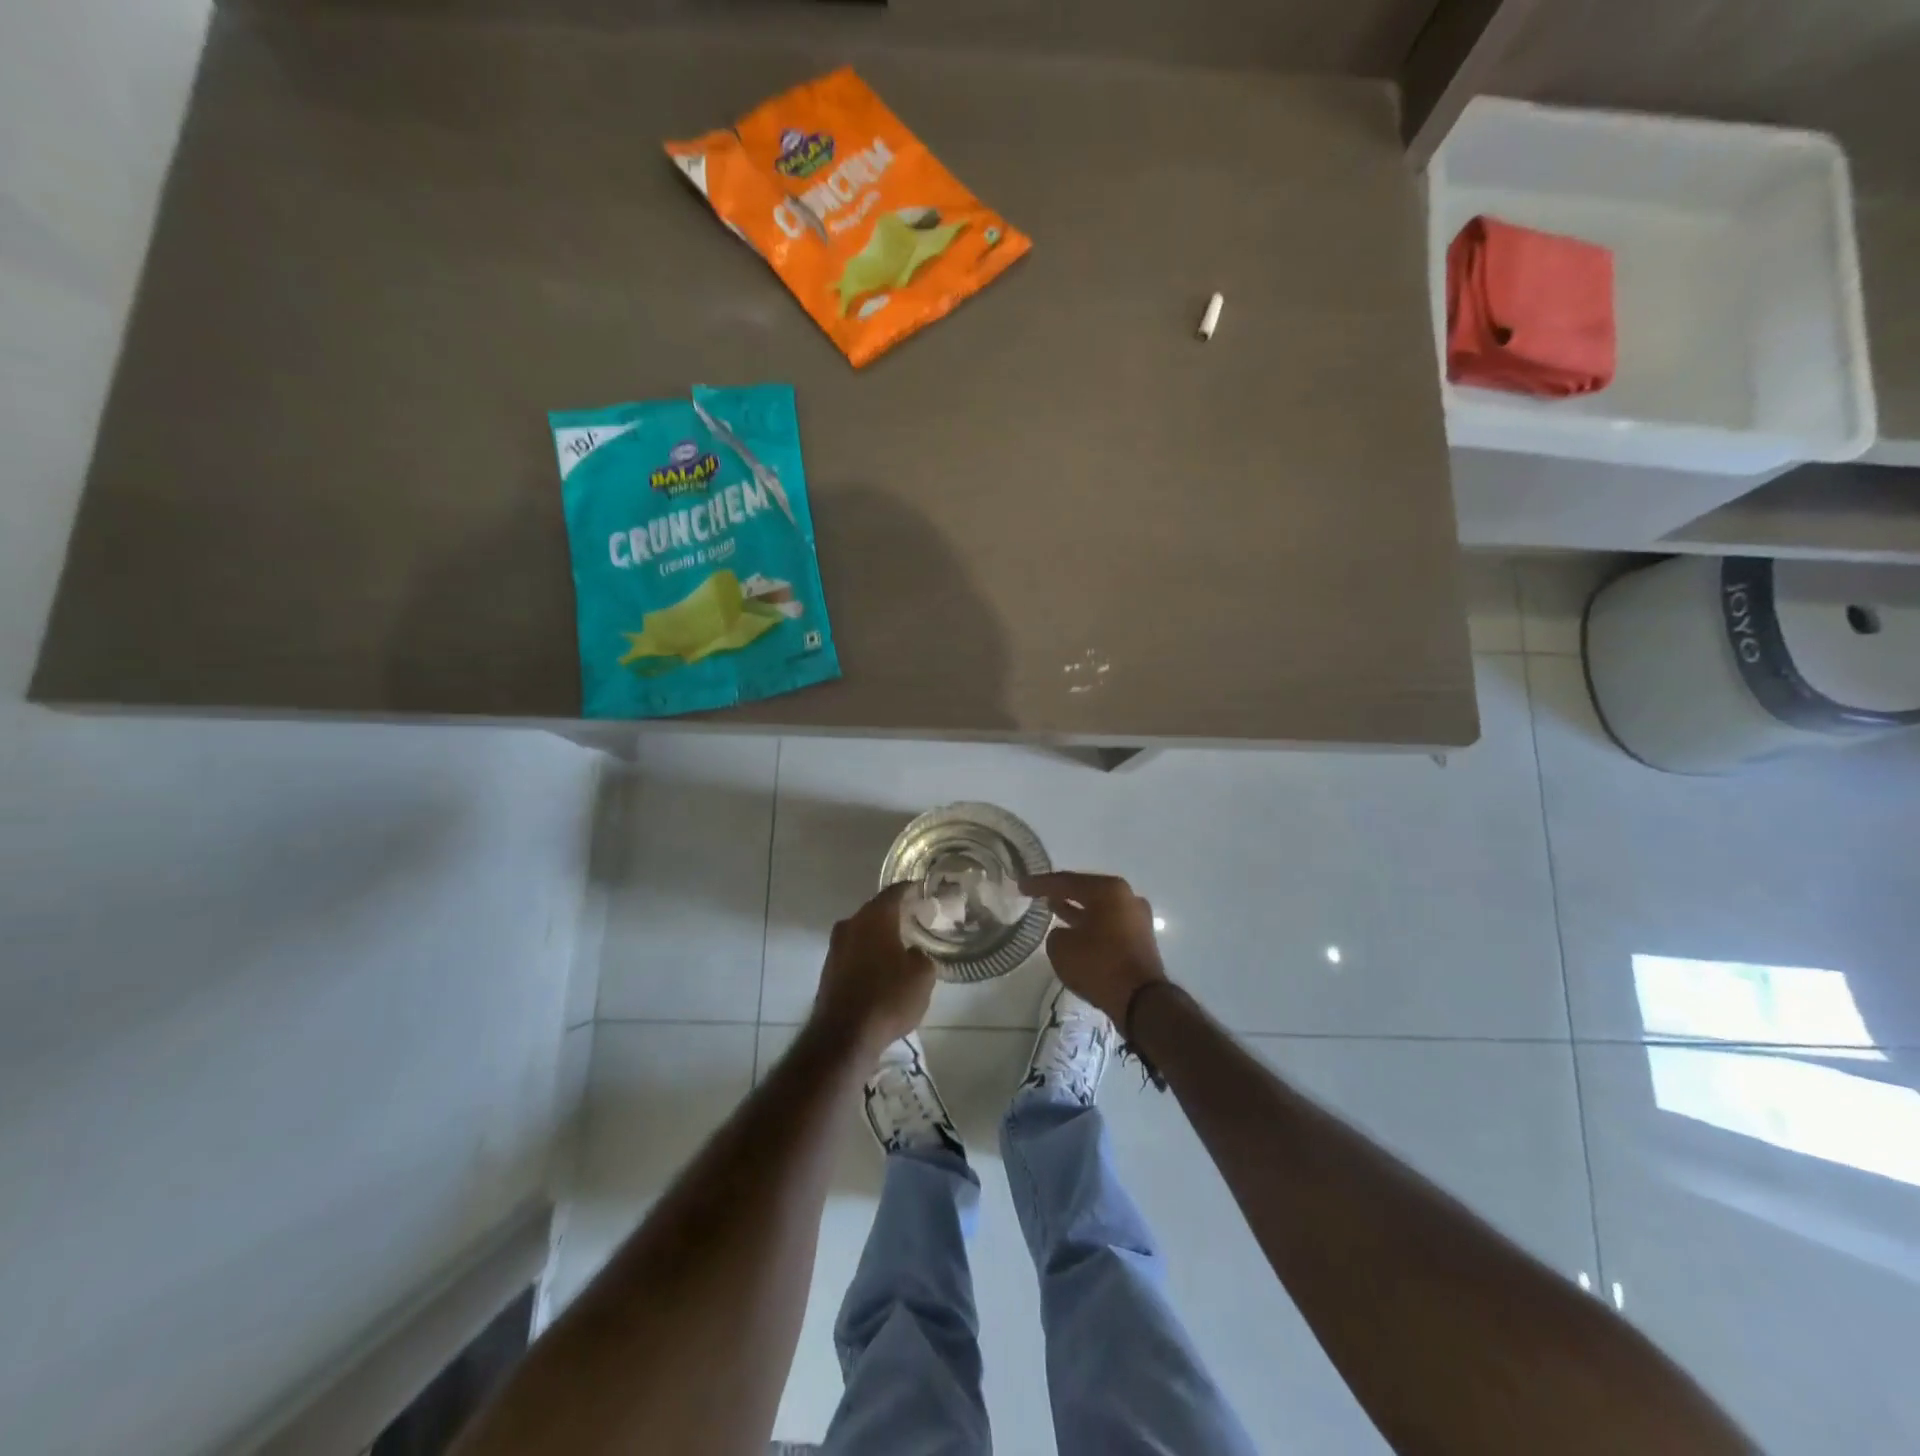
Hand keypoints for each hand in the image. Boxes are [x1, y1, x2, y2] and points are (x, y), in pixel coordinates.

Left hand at [812, 882, 936, 1059]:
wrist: (844, 1036)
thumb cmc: (888, 998)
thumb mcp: (922, 976)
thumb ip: (921, 957)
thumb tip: (911, 954)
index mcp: (875, 918)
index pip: (894, 892)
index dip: (909, 889)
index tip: (920, 889)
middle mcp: (851, 925)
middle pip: (875, 911)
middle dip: (893, 913)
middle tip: (912, 918)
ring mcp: (835, 948)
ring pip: (862, 933)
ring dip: (878, 936)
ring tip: (899, 945)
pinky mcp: (828, 970)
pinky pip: (854, 953)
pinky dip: (867, 955)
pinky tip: (880, 969)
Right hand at [1020, 871, 1168, 1023]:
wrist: (1142, 1001)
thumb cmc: (1099, 965)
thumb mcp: (1061, 948)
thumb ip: (1056, 934)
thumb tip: (1066, 934)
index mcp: (1108, 890)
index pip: (1066, 881)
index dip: (1040, 883)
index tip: (1021, 885)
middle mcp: (1127, 897)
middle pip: (1086, 891)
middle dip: (1061, 893)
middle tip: (1038, 893)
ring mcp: (1137, 918)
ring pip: (1099, 908)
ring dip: (1076, 909)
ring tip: (1053, 908)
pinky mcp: (1141, 939)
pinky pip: (1108, 924)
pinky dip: (1090, 925)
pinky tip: (1074, 931)